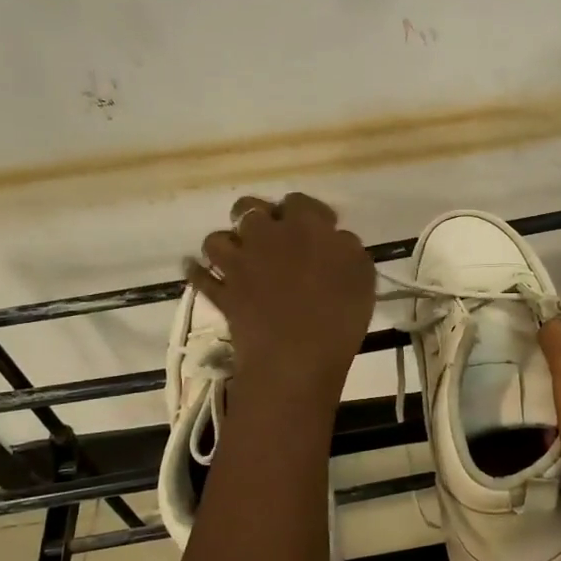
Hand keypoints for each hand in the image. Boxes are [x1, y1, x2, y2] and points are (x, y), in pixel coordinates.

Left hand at [187, 193, 374, 395]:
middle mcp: (265, 236)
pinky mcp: (222, 294)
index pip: (299, 201)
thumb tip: (334, 238)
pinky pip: (199, 277)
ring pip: (217, 238)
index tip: (320, 228)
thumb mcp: (362, 275)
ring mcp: (238, 265)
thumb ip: (346, 247)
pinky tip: (202, 273)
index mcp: (304, 226)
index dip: (308, 212)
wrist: (296, 359)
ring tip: (239, 255)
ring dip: (227, 243)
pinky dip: (198, 273)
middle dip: (258, 215)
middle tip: (274, 236)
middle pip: (249, 208)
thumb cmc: (339, 316)